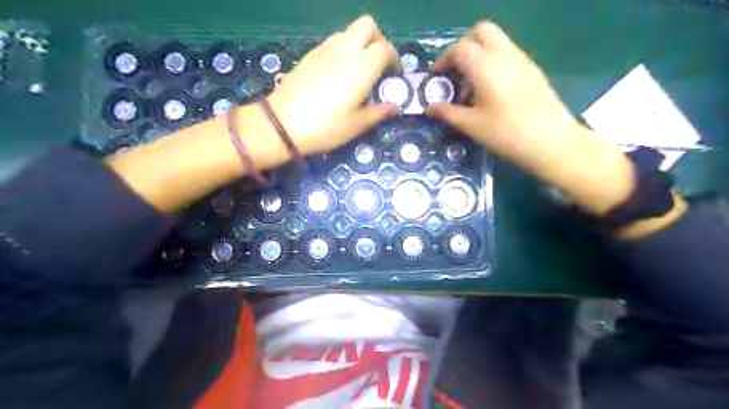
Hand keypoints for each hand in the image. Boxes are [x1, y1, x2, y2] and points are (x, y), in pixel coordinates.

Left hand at [268, 15, 397, 153]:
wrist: (283, 124)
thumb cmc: (326, 126)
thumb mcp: (357, 124)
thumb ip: (379, 112)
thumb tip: (396, 108)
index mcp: (362, 66)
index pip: (385, 48)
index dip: (394, 59)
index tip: (394, 74)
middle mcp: (345, 50)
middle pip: (367, 26)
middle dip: (378, 39)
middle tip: (378, 63)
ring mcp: (324, 49)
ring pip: (348, 32)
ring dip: (359, 44)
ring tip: (358, 70)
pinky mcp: (309, 55)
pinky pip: (332, 43)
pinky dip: (342, 51)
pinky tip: (338, 74)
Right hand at [429, 20, 635, 215]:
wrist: (551, 141)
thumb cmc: (506, 133)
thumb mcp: (471, 125)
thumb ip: (447, 112)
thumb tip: (429, 108)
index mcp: (485, 65)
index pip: (459, 48)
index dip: (443, 60)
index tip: (436, 77)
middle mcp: (504, 54)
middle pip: (480, 32)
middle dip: (462, 46)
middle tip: (454, 72)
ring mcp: (521, 59)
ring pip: (495, 41)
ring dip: (478, 55)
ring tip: (470, 87)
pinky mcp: (531, 69)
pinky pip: (507, 53)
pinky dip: (492, 62)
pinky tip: (489, 91)